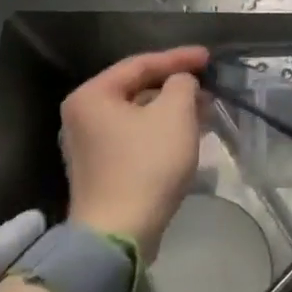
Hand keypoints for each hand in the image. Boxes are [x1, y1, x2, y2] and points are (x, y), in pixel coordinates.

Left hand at [59, 47, 207, 257]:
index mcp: (92, 96)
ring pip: (138, 115)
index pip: (140, 64)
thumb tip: (181, 83)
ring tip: (205, 110)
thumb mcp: (174, 113)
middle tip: (208, 85)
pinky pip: (135, 137)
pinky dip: (161, 131)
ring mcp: (89, 146)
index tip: (209, 58)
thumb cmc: (146, 164)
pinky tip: (188, 135)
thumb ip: (182, 84)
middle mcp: (82, 116)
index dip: (178, 58)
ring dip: (172, 110)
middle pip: (137, 89)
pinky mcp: (101, 170)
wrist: (119, 233)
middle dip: (176, 86)